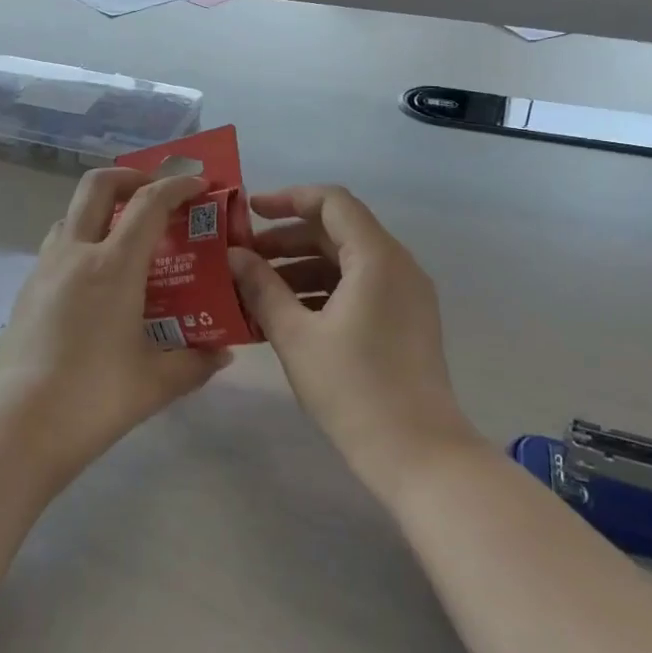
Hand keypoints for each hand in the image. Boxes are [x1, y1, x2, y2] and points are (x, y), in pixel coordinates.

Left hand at [0, 167, 231, 482]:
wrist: (17, 426)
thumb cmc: (93, 397)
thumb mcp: (156, 382)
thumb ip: (195, 362)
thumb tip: (221, 353)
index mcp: (113, 266)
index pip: (148, 203)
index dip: (177, 186)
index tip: (199, 186)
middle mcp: (75, 254)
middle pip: (98, 186)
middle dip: (131, 177)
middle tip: (155, 194)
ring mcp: (44, 270)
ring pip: (72, 214)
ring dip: (102, 210)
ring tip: (127, 239)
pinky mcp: (26, 291)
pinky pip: (57, 247)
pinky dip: (82, 242)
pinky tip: (97, 282)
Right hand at [228, 186, 479, 498]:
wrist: (418, 452)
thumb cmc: (352, 388)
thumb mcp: (295, 336)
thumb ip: (261, 287)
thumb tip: (234, 255)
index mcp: (376, 257)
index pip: (332, 202)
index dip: (288, 199)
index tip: (249, 212)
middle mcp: (398, 265)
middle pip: (338, 231)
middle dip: (288, 239)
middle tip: (244, 257)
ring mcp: (407, 294)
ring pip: (348, 261)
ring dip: (302, 266)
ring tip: (257, 288)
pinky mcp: (407, 320)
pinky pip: (361, 287)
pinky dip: (324, 290)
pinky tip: (289, 314)